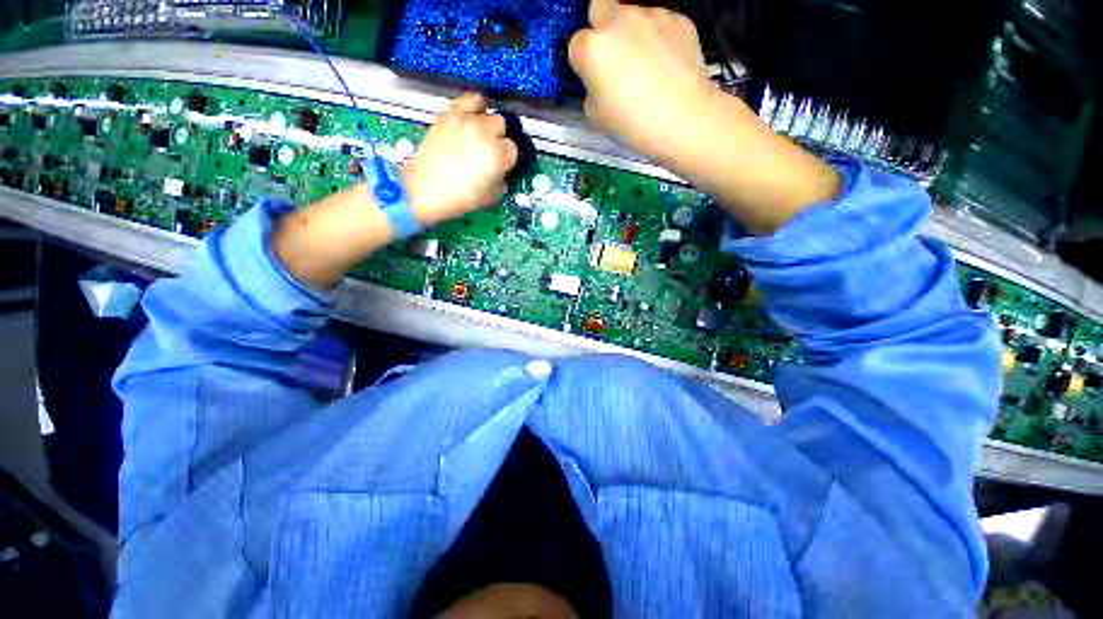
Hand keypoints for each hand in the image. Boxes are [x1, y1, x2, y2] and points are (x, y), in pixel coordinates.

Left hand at [403, 93, 518, 226]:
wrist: (424, 189)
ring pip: (489, 112)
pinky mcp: (450, 114)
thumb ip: (502, 181)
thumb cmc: (459, 198)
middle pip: (503, 127)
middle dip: (499, 139)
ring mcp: (467, 120)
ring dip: (488, 123)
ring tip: (482, 134)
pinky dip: (474, 107)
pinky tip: (472, 119)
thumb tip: (503, 173)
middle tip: (491, 152)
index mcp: (498, 156)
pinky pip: (470, 99)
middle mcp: (486, 133)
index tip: (502, 165)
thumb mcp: (491, 197)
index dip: (508, 159)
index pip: (514, 149)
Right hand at [568, 0, 713, 163]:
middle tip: (615, 57)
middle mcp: (618, 21)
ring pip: (634, 15)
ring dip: (634, 33)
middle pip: (600, 8)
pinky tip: (667, 64)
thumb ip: (592, 90)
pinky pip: (661, 24)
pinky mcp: (678, 19)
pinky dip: (660, 38)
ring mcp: (650, 16)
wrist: (681, 118)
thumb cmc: (632, 123)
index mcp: (592, 48)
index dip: (584, 61)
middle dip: (603, 28)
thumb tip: (600, 83)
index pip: (576, 44)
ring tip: (648, 65)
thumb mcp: (597, 116)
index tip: (593, 76)